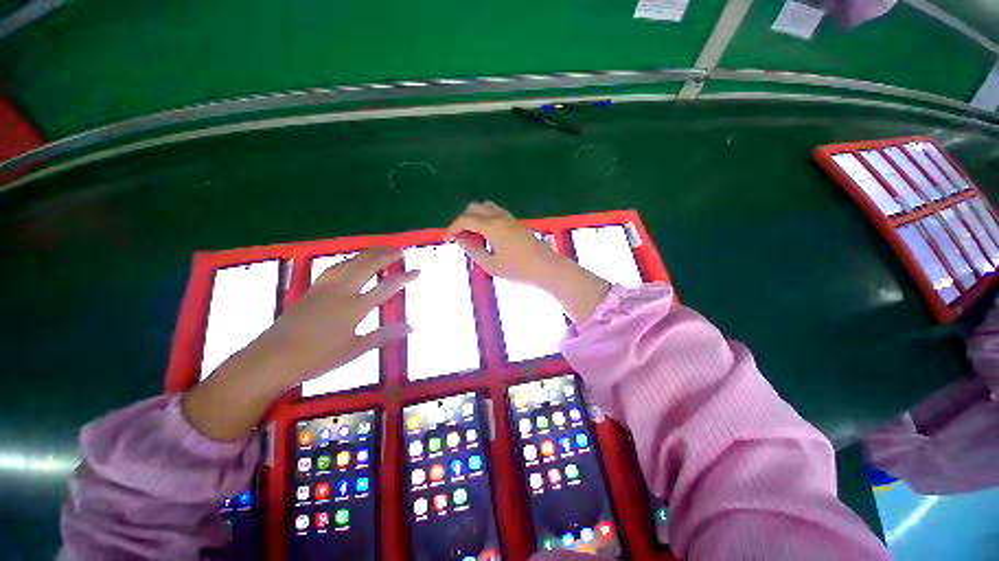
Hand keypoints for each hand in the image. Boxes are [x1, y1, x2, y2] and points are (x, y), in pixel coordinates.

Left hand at [255, 247, 416, 385]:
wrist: (271, 359)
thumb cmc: (317, 358)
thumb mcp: (355, 349)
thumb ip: (384, 335)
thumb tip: (411, 327)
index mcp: (354, 308)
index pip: (386, 288)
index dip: (404, 278)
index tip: (418, 270)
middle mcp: (341, 292)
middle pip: (366, 267)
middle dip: (385, 256)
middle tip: (401, 249)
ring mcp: (324, 288)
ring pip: (349, 263)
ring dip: (367, 254)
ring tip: (381, 248)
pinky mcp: (311, 289)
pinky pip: (335, 268)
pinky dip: (349, 260)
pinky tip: (351, 261)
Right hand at [444, 201, 562, 285]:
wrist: (547, 269)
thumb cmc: (518, 270)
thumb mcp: (491, 264)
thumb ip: (473, 250)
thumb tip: (461, 239)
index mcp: (492, 226)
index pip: (466, 220)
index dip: (452, 227)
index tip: (445, 238)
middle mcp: (500, 217)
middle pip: (475, 208)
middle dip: (463, 219)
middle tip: (459, 236)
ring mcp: (511, 219)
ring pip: (487, 208)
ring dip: (476, 217)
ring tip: (473, 236)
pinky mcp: (517, 224)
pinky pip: (497, 214)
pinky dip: (486, 219)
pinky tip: (487, 236)